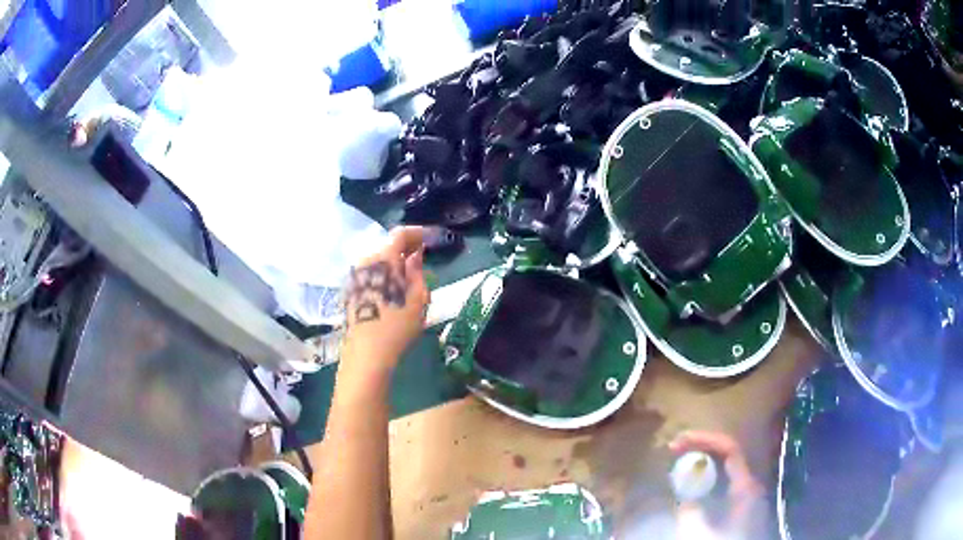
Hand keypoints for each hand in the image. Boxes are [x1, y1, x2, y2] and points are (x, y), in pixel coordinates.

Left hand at [342, 227, 428, 377]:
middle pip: (387, 246)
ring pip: (378, 261)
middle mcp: (365, 261)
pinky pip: (370, 273)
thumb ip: (417, 271)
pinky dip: (383, 274)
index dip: (418, 233)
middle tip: (423, 258)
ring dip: (393, 263)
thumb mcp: (418, 298)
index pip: (401, 234)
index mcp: (383, 258)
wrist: (367, 353)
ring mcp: (354, 276)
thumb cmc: (398, 325)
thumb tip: (415, 256)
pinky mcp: (349, 290)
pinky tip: (392, 289)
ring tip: (409, 276)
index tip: (431, 238)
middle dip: (406, 249)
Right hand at [669, 431, 765, 539]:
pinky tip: (689, 489)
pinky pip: (722, 487)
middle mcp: (749, 487)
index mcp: (745, 487)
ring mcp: (746, 499)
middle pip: (727, 456)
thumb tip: (686, 497)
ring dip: (701, 464)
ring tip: (678, 465)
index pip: (729, 449)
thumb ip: (689, 512)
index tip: (677, 443)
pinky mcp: (740, 512)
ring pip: (724, 471)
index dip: (704, 440)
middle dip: (701, 449)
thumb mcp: (697, 535)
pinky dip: (704, 482)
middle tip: (674, 450)